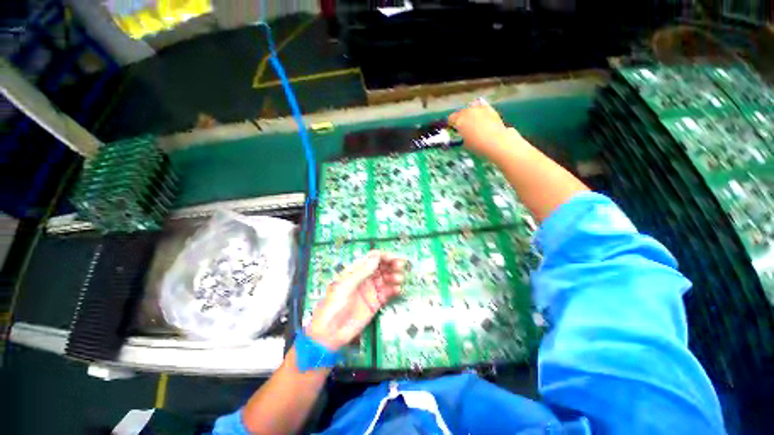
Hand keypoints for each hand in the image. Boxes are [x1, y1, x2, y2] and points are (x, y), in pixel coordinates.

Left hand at [306, 251, 405, 350]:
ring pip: (386, 279)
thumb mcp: (346, 286)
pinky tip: (398, 289)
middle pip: (381, 267)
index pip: (372, 259)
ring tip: (399, 279)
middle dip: (391, 265)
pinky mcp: (375, 302)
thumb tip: (376, 256)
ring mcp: (371, 290)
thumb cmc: (334, 306)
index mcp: (355, 271)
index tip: (392, 258)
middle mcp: (365, 279)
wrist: (330, 334)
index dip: (383, 257)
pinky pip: (387, 293)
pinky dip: (394, 290)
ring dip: (394, 276)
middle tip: (400, 266)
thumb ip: (362, 271)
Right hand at [448, 98, 520, 159]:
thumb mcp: (465, 143)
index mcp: (459, 120)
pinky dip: (482, 115)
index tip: (454, 130)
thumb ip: (462, 136)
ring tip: (475, 125)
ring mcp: (480, 108)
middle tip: (465, 129)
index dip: (452, 124)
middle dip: (462, 119)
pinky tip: (485, 123)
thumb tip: (464, 134)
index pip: (451, 118)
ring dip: (472, 115)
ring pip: (472, 109)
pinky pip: (482, 110)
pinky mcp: (491, 109)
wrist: (497, 142)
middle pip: (461, 112)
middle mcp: (468, 111)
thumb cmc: (478, 145)